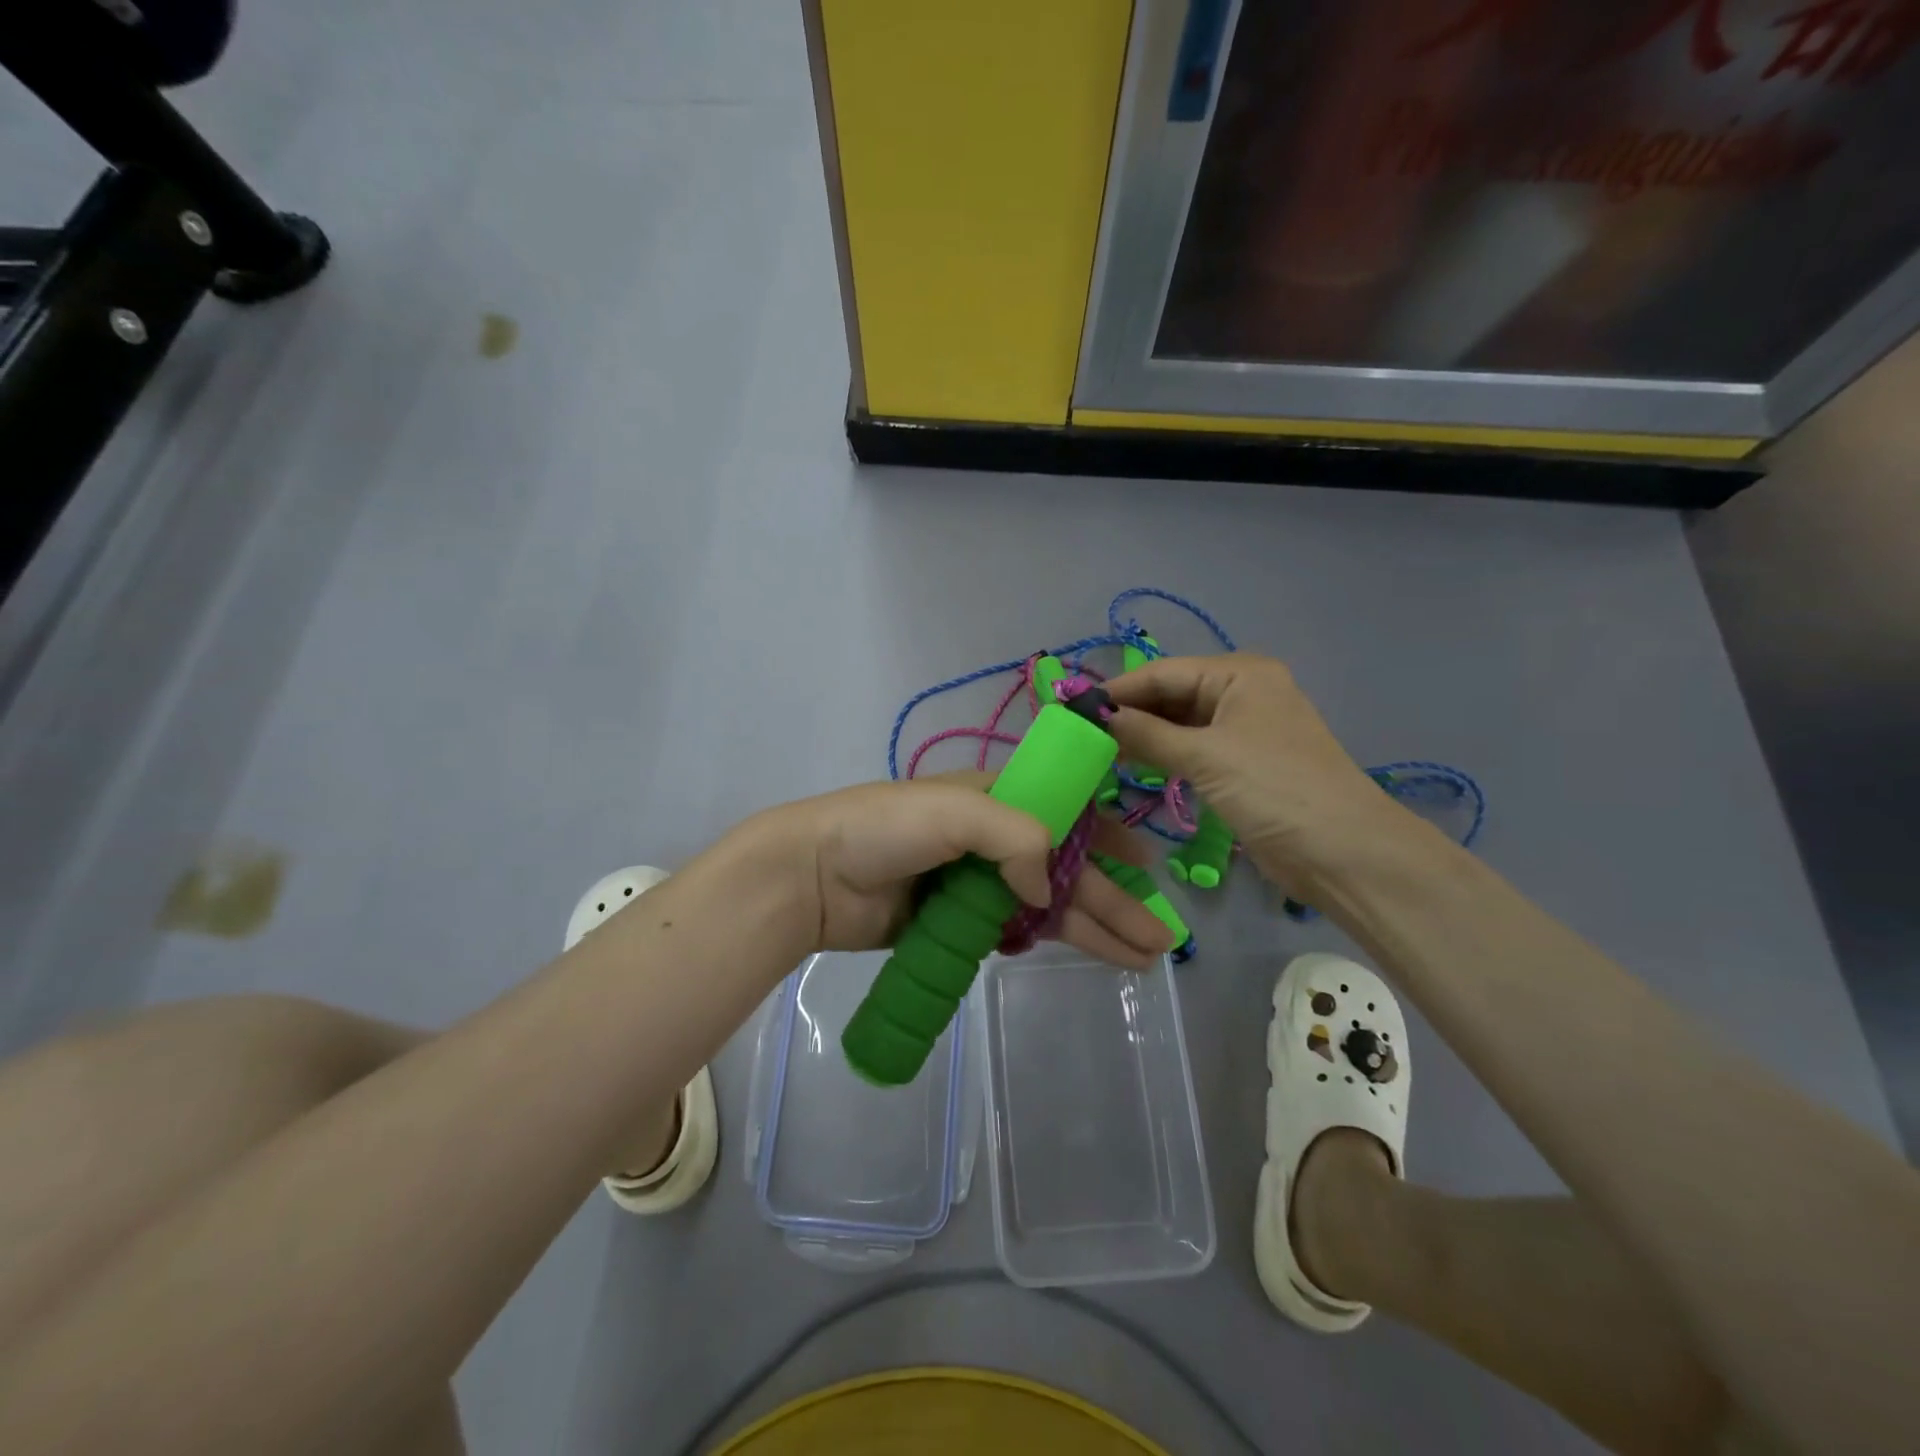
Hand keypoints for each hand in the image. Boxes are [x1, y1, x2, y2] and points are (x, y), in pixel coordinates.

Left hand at [748, 776, 1174, 968]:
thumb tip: (1047, 889)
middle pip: (1066, 870)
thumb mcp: (958, 811)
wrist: (813, 875)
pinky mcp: (957, 923)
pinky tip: (1082, 954)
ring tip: (1140, 959)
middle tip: (1160, 937)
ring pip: (1047, 906)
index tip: (1147, 862)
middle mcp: (991, 839)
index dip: (1108, 837)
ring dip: (1093, 928)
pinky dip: (1049, 941)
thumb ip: (1017, 838)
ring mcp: (975, 884)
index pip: (1067, 814)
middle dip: (1114, 900)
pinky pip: (1015, 932)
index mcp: (995, 800)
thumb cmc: (885, 829)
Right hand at [1107, 653, 1410, 889]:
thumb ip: (1146, 734)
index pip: (1162, 673)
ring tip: (1096, 751)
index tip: (1072, 709)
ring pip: (1178, 724)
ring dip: (1142, 736)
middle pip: (1170, 696)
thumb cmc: (1273, 789)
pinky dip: (1162, 755)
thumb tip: (1096, 717)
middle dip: (1129, 713)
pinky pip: (1191, 750)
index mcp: (1239, 674)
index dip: (1117, 691)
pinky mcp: (1241, 764)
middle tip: (1079, 734)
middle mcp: (1240, 693)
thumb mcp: (1205, 756)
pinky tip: (1130, 765)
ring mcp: (1242, 730)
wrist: (1342, 852)